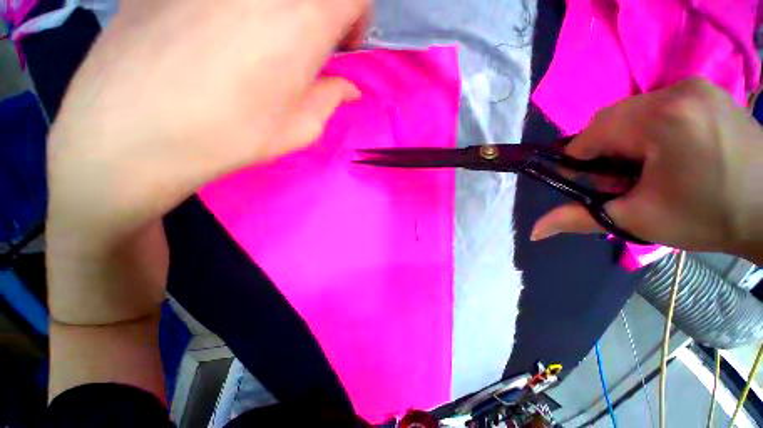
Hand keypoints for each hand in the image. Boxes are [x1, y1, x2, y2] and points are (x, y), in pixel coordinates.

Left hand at [47, 0, 368, 324]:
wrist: (127, 134)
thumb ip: (330, 99)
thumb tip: (348, 88)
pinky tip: (214, 36)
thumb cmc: (229, 136)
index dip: (355, 16)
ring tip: (258, 45)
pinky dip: (234, 10)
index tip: (341, 46)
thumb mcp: (298, 129)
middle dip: (318, 15)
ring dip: (277, 14)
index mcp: (301, 21)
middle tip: (304, 47)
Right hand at [532, 79, 762, 260]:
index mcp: (659, 120)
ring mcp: (694, 86)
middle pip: (611, 121)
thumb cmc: (708, 218)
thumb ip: (580, 218)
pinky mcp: (706, 90)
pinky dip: (652, 131)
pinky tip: (673, 153)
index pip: (590, 134)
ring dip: (629, 142)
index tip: (598, 185)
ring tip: (655, 168)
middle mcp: (676, 91)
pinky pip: (658, 108)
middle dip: (608, 153)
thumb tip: (535, 231)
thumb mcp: (638, 220)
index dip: (582, 161)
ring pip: (633, 114)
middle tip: (630, 181)